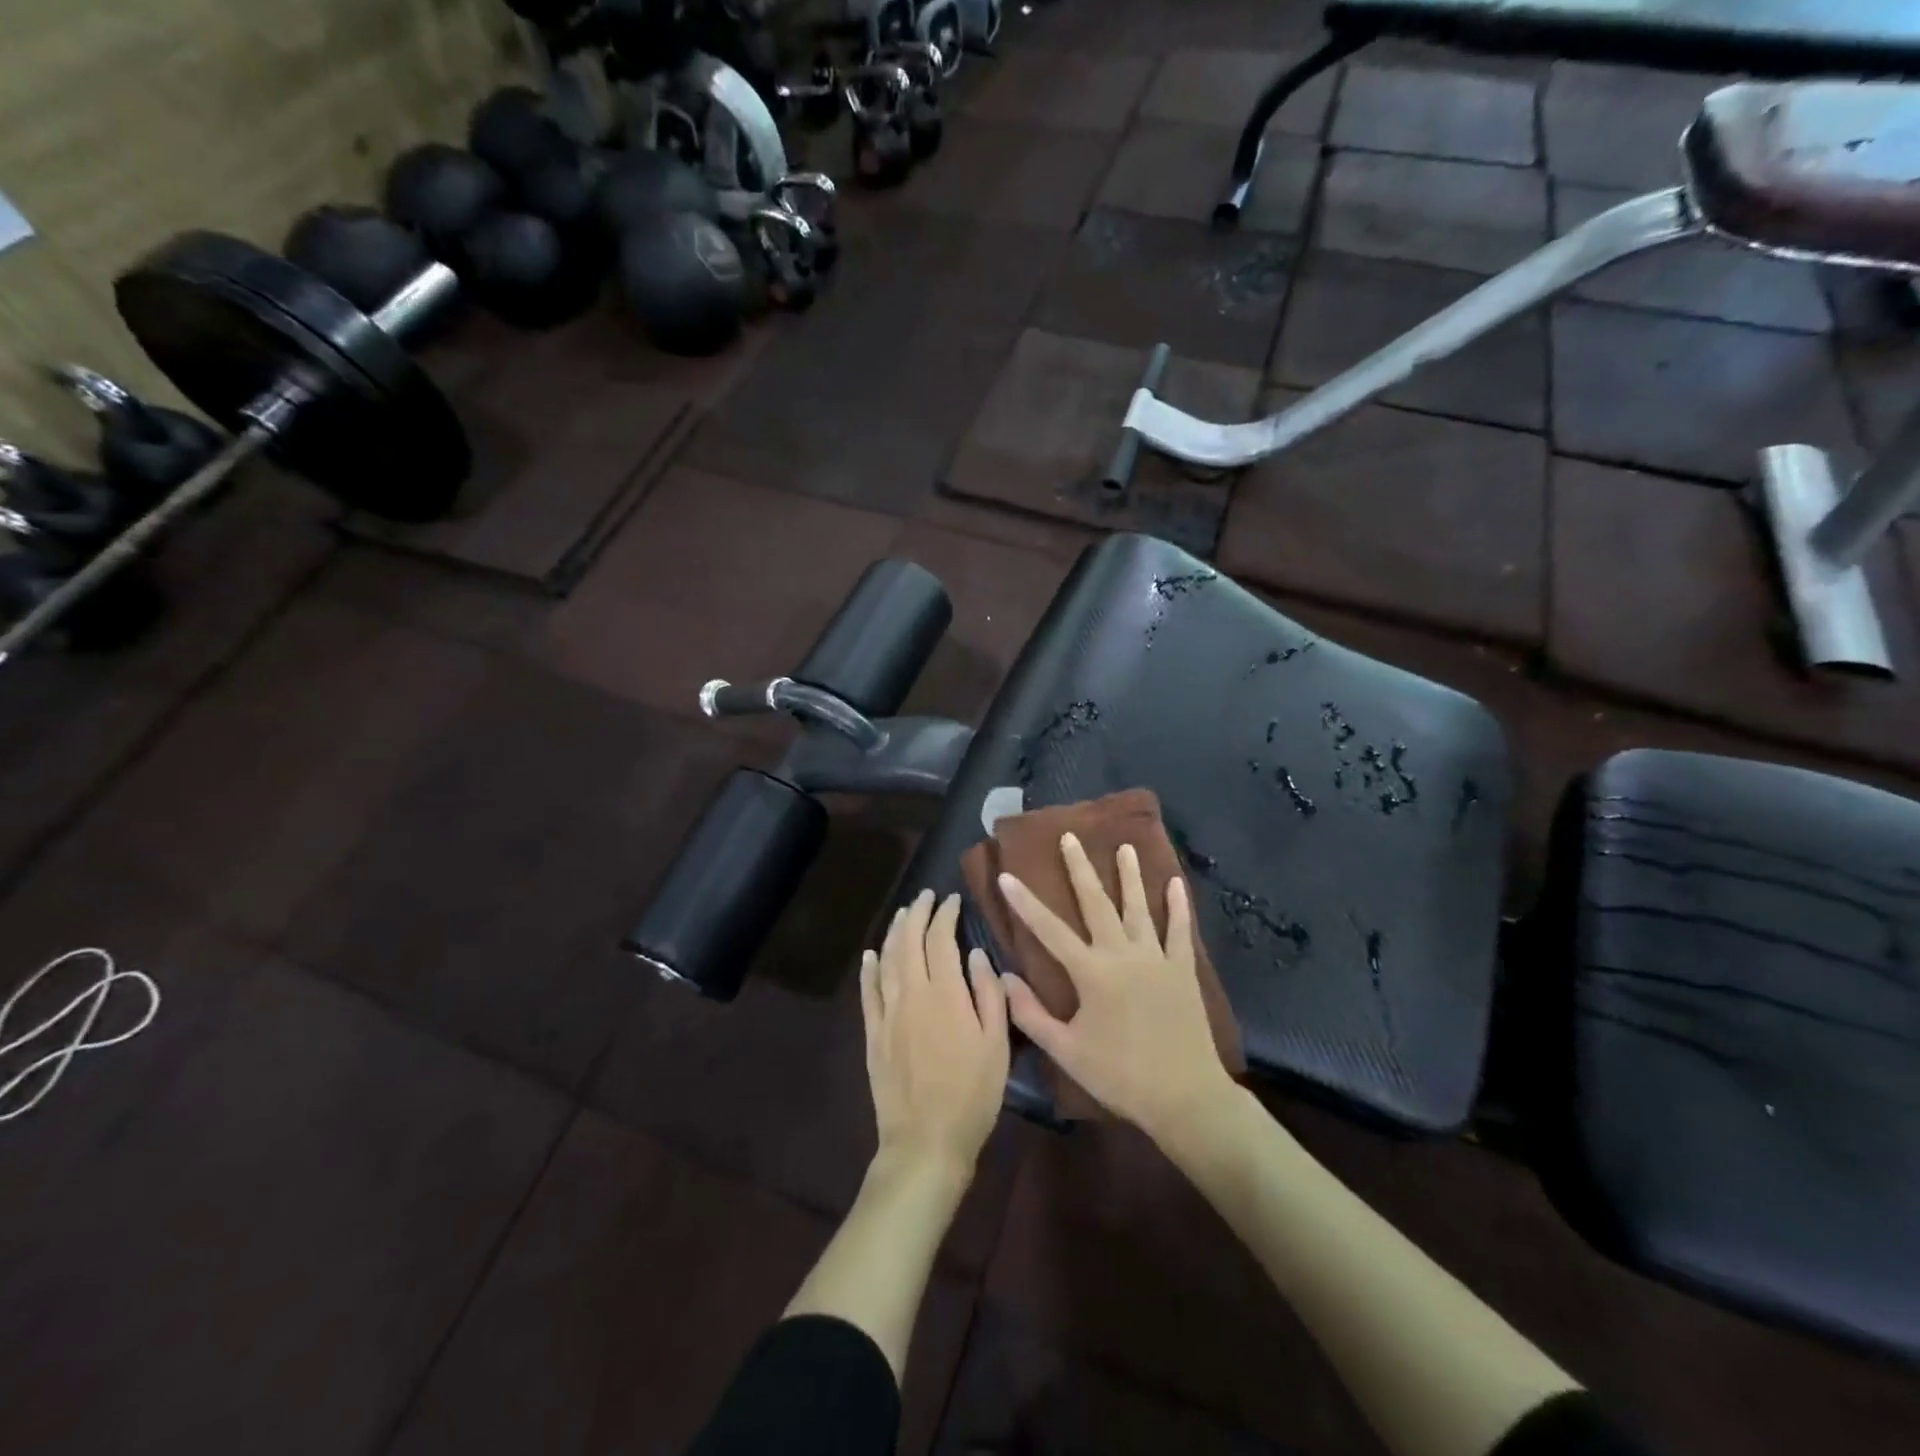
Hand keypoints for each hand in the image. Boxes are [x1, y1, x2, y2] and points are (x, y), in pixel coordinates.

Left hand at [861, 889, 1010, 1181]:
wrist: (926, 1141)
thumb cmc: (972, 1094)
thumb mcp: (997, 1045)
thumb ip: (988, 995)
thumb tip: (977, 954)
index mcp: (945, 993)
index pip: (941, 939)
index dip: (946, 915)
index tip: (953, 900)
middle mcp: (912, 993)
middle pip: (910, 941)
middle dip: (918, 914)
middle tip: (926, 897)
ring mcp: (888, 1013)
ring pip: (887, 960)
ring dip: (895, 932)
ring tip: (903, 914)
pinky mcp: (873, 1034)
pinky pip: (868, 992)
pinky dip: (869, 969)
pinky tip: (871, 955)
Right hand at [999, 832, 1236, 1145]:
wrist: (1185, 1097)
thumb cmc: (1120, 1076)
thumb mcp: (1066, 1051)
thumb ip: (1031, 1014)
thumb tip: (1005, 977)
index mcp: (1091, 973)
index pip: (1049, 930)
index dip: (1025, 902)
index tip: (1007, 875)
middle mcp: (1122, 954)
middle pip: (1097, 903)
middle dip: (1080, 869)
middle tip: (1070, 837)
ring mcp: (1156, 958)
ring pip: (1139, 907)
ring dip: (1130, 875)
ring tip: (1124, 846)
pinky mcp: (1182, 969)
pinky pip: (1180, 930)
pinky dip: (1177, 906)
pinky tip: (1174, 883)